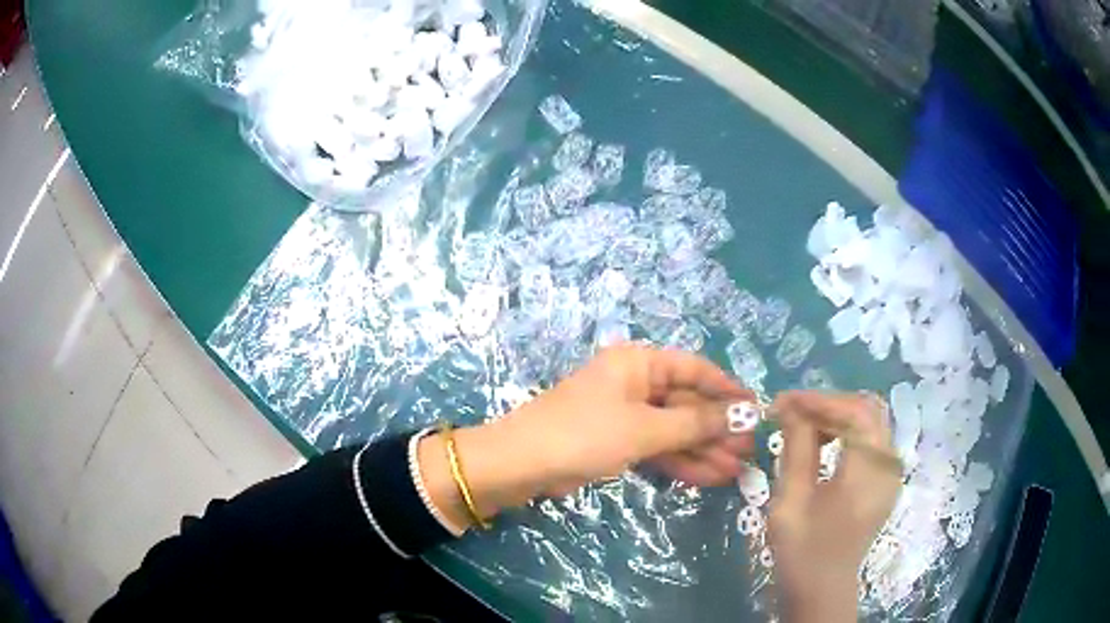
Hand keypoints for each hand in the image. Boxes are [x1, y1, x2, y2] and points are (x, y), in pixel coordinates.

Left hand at [509, 343, 755, 491]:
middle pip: (687, 404)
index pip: (695, 369)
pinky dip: (681, 462)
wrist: (523, 465)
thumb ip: (696, 424)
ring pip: (674, 430)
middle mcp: (635, 383)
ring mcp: (626, 415)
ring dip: (704, 450)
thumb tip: (743, 414)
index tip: (757, 409)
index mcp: (639, 363)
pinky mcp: (617, 442)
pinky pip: (657, 448)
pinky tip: (710, 477)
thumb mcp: (646, 429)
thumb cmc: (586, 434)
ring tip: (738, 469)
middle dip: (718, 428)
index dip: (728, 390)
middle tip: (750, 449)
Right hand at [767, 391, 902, 622]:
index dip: (818, 400)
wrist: (823, 588)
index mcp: (867, 473)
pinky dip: (848, 431)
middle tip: (791, 412)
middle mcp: (888, 465)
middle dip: (828, 404)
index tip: (782, 402)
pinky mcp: (886, 479)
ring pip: (871, 421)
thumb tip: (790, 407)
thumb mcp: (790, 500)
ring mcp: (891, 472)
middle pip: (867, 410)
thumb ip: (796, 448)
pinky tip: (824, 442)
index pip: (853, 413)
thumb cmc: (802, 550)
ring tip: (803, 425)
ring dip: (837, 416)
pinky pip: (872, 439)